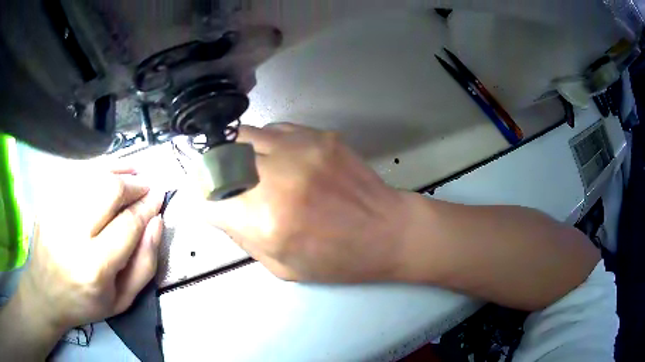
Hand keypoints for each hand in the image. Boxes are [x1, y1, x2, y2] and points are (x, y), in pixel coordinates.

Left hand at [1, 168, 163, 358]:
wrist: (45, 292)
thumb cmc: (85, 302)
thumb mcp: (122, 300)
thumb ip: (145, 264)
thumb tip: (156, 222)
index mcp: (94, 268)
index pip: (128, 225)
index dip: (147, 207)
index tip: (159, 197)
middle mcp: (71, 234)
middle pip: (109, 191)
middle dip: (134, 184)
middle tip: (146, 186)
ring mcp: (55, 212)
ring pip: (92, 174)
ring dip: (118, 169)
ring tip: (132, 172)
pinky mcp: (46, 199)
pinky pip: (76, 172)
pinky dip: (96, 168)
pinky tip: (107, 173)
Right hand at [202, 123, 408, 281]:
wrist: (387, 231)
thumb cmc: (337, 260)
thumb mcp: (281, 266)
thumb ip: (242, 236)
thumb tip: (219, 208)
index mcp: (265, 221)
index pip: (207, 199)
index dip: (205, 202)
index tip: (211, 203)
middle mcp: (276, 178)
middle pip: (218, 159)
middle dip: (214, 173)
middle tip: (225, 183)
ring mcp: (299, 149)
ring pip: (243, 136)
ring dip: (238, 153)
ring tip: (253, 168)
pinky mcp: (319, 135)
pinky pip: (274, 130)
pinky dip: (267, 144)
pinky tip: (281, 159)